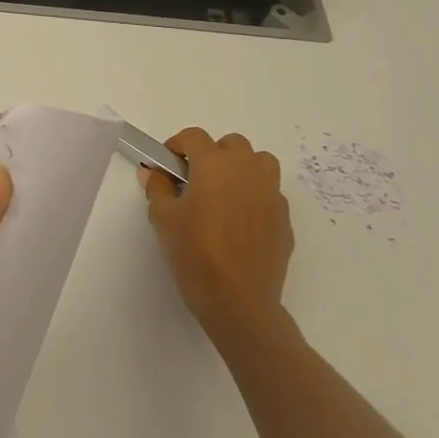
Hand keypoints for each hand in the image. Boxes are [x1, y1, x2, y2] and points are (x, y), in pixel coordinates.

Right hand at [138, 129, 293, 356]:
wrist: (238, 301)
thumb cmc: (194, 254)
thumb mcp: (163, 218)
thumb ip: (158, 188)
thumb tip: (154, 173)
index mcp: (215, 165)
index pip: (194, 136)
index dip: (177, 145)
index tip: (167, 164)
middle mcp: (247, 171)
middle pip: (232, 144)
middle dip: (213, 154)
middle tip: (196, 179)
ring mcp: (271, 194)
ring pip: (260, 163)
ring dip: (242, 168)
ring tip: (224, 193)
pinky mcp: (284, 219)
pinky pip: (269, 194)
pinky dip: (255, 196)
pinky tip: (240, 223)